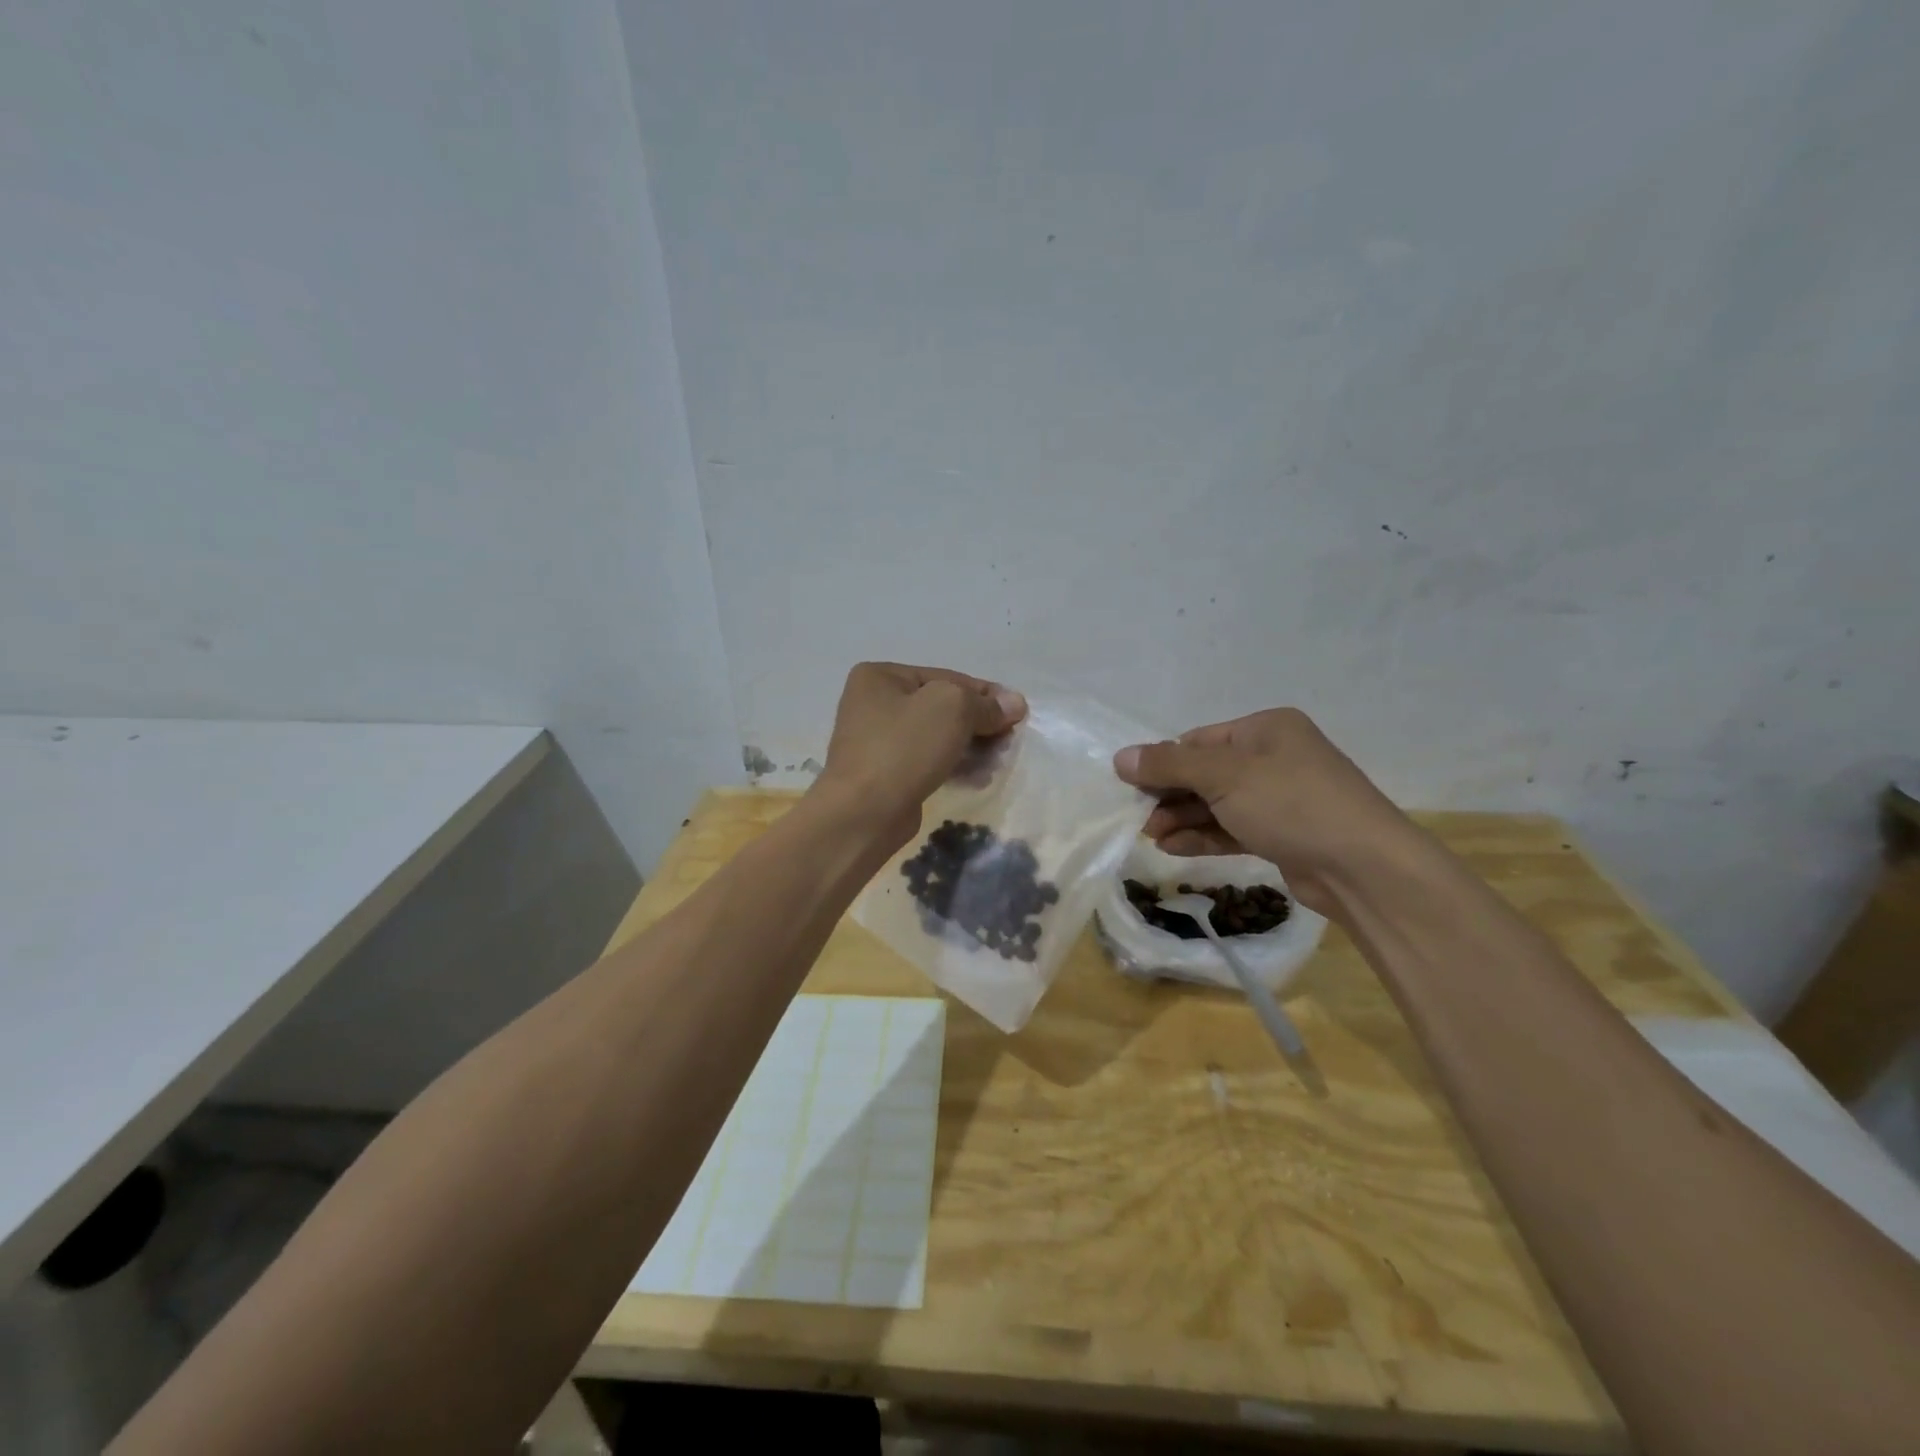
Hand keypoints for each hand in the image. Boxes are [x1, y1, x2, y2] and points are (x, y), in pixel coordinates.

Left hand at [816, 662, 1025, 845]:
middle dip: (980, 723)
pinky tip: (979, 778)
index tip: (1018, 713)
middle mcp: (874, 703)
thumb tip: (1015, 703)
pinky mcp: (887, 774)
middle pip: (943, 707)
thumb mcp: (952, 708)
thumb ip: (986, 704)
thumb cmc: (904, 747)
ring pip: (938, 736)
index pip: (947, 677)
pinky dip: (955, 766)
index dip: (986, 694)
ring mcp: (878, 741)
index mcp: (880, 676)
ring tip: (998, 762)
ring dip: (972, 747)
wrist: (864, 812)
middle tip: (1009, 741)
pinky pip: (929, 761)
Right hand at [1113, 708, 1414, 915]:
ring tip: (1151, 838)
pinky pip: (1232, 829)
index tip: (1132, 788)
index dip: (1163, 763)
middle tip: (1140, 819)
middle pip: (1205, 773)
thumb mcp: (1224, 776)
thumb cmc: (1291, 804)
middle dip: (1170, 796)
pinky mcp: (1282, 835)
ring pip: (1217, 804)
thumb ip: (1169, 764)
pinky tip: (1174, 848)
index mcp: (1266, 729)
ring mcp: (1280, 798)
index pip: (1198, 741)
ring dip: (1182, 819)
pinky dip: (1203, 836)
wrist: (1362, 867)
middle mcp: (1274, 757)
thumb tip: (1120, 757)